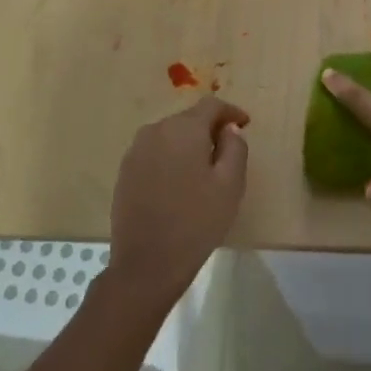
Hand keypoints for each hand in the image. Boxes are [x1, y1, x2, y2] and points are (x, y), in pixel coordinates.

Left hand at [108, 95, 249, 307]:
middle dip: (210, 128)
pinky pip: (155, 152)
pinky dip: (170, 158)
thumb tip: (229, 128)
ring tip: (203, 168)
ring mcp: (136, 151)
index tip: (245, 124)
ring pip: (170, 135)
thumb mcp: (230, 184)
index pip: (211, 105)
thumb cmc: (196, 222)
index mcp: (184, 129)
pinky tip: (179, 182)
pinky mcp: (125, 171)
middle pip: (189, 119)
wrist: (146, 265)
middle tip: (227, 150)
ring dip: (188, 143)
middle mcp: (156, 130)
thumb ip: (235, 147)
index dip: (231, 111)